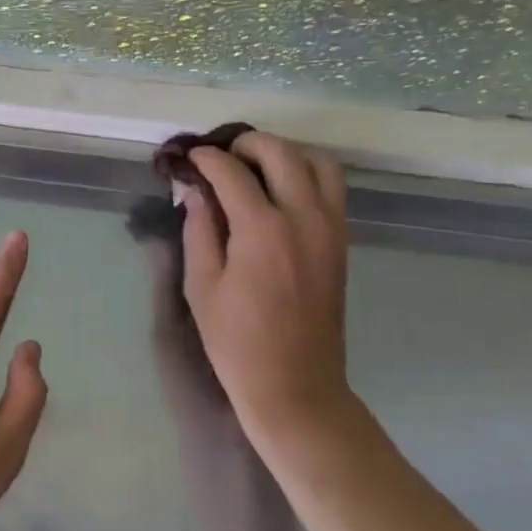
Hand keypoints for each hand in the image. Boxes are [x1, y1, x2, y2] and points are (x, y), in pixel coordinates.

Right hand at [182, 133, 355, 447]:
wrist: (296, 386)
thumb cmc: (237, 342)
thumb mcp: (201, 286)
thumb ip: (198, 228)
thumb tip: (195, 189)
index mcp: (262, 231)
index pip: (232, 171)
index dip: (207, 158)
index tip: (190, 158)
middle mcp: (304, 218)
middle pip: (281, 152)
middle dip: (246, 144)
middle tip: (220, 159)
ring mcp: (330, 228)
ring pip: (318, 161)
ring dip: (284, 153)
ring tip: (255, 169)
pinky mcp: (341, 241)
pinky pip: (331, 187)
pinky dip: (305, 173)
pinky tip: (278, 192)